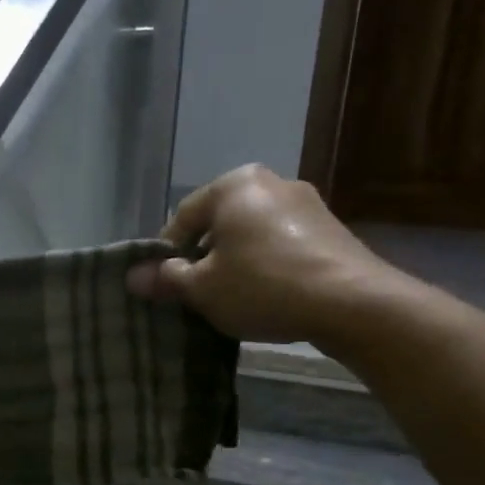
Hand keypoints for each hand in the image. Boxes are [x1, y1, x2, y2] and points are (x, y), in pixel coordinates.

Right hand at [125, 164, 406, 345]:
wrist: (352, 302)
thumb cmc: (263, 286)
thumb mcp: (202, 288)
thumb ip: (166, 278)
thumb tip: (133, 276)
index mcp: (233, 186)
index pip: (182, 218)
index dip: (166, 255)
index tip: (164, 286)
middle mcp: (270, 182)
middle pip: (217, 224)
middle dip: (202, 257)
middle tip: (194, 293)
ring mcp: (305, 203)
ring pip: (249, 234)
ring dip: (233, 262)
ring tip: (229, 298)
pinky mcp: (329, 228)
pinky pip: (279, 244)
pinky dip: (264, 264)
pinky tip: (264, 295)